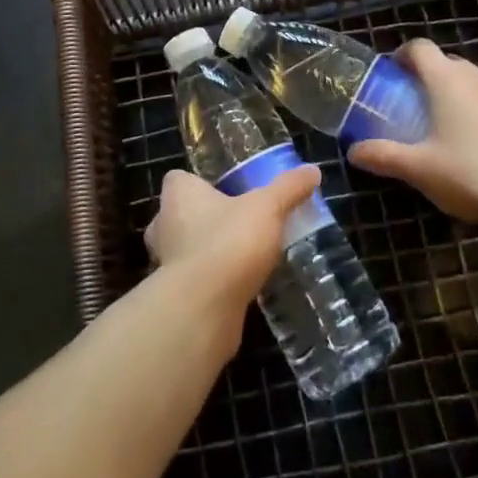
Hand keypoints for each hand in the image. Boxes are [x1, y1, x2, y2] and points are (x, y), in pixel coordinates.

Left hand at [144, 165, 321, 343]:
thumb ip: (288, 188)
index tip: (224, 191)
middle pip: (180, 214)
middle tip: (236, 223)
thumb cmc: (229, 241)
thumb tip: (313, 170)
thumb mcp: (267, 208)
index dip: (198, 183)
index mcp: (178, 194)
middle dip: (203, 219)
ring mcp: (165, 263)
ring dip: (207, 252)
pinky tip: (237, 286)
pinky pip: (194, 280)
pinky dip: (211, 282)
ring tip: (241, 256)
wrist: (204, 308)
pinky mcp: (175, 296)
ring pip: (185, 249)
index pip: (178, 179)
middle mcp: (164, 224)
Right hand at [348, 39, 477, 244]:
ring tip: (451, 127)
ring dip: (461, 95)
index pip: (420, 47)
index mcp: (448, 80)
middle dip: (430, 78)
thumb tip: (352, 151)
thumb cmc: (468, 176)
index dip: (403, 55)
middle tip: (416, 106)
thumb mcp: (418, 169)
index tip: (393, 74)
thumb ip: (382, 156)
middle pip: (449, 64)